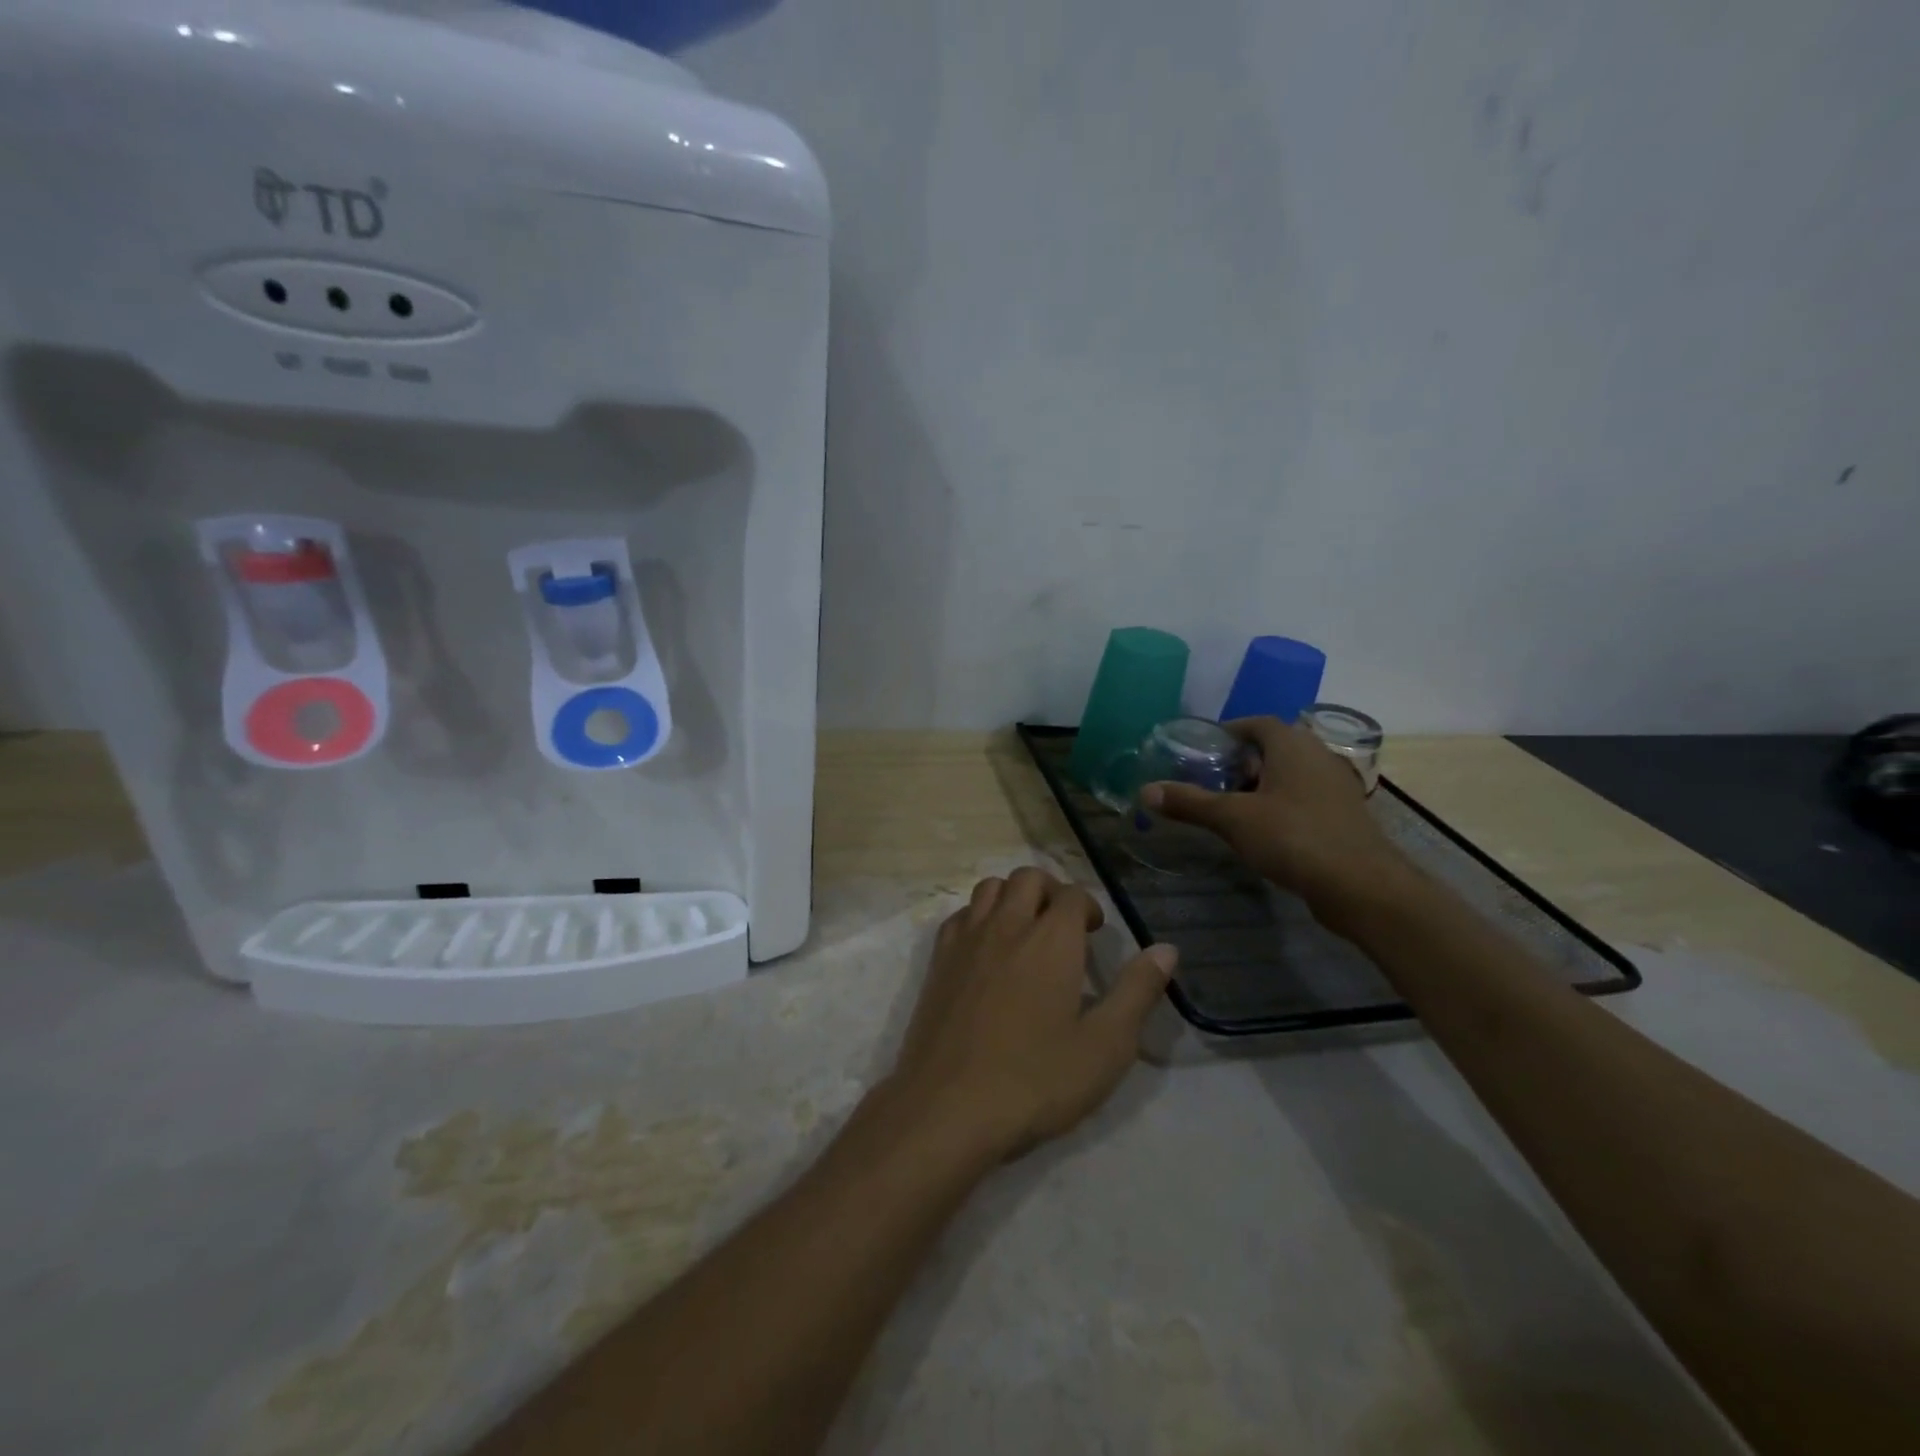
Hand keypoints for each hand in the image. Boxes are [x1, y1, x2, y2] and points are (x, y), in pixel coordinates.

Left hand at [889, 868, 1177, 1158]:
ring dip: (1013, 896)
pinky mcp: (938, 961)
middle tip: (1063, 927)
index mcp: (1051, 940)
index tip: (1094, 935)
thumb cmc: (1035, 1080)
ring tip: (1025, 931)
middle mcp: (1007, 925)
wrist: (948, 1107)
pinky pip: (960, 915)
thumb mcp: (1105, 1046)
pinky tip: (987, 950)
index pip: (1072, 894)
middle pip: (1028, 877)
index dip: (1088, 907)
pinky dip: (978, 916)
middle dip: (1051, 891)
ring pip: (990, 888)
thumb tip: (1166, 949)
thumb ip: (1137, 992)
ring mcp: (967, 940)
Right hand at [1141, 717, 1405, 913]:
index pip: (1256, 722)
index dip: (1228, 731)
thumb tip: (1145, 790)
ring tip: (1231, 806)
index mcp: (1292, 745)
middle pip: (1273, 747)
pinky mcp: (1344, 815)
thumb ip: (1190, 802)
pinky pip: (1304, 798)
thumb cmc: (1293, 837)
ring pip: (1290, 775)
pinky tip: (1263, 830)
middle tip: (1211, 779)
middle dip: (1241, 761)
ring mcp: (1335, 786)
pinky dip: (1281, 805)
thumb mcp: (1232, 818)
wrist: (1361, 886)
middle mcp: (1317, 756)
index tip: (1203, 749)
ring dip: (1261, 785)